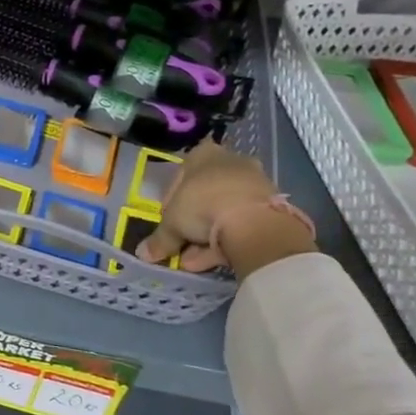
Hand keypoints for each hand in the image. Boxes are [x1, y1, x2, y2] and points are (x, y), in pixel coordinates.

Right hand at [137, 139, 316, 278]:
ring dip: (208, 235)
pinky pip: (242, 222)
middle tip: (181, 243)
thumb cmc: (202, 205)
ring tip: (194, 260)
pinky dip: (228, 240)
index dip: (169, 203)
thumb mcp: (171, 224)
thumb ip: (159, 239)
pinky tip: (214, 260)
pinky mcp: (271, 205)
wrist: (253, 221)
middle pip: (204, 194)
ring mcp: (254, 182)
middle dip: (192, 221)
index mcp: (202, 154)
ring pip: (224, 210)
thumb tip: (143, 254)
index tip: (167, 223)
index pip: (179, 176)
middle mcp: (230, 161)